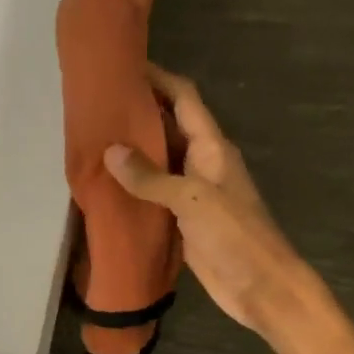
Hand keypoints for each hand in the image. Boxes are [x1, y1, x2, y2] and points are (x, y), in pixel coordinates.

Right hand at [104, 64, 310, 333]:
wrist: (261, 288)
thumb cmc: (236, 236)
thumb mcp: (193, 200)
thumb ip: (152, 177)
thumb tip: (110, 151)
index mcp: (212, 148)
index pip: (184, 99)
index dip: (158, 78)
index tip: (124, 65)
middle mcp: (202, 164)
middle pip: (169, 127)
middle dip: (138, 114)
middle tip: (96, 107)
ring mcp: (193, 194)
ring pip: (160, 163)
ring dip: (133, 153)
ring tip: (92, 142)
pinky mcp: (184, 222)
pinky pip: (155, 196)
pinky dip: (134, 190)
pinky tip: (107, 188)